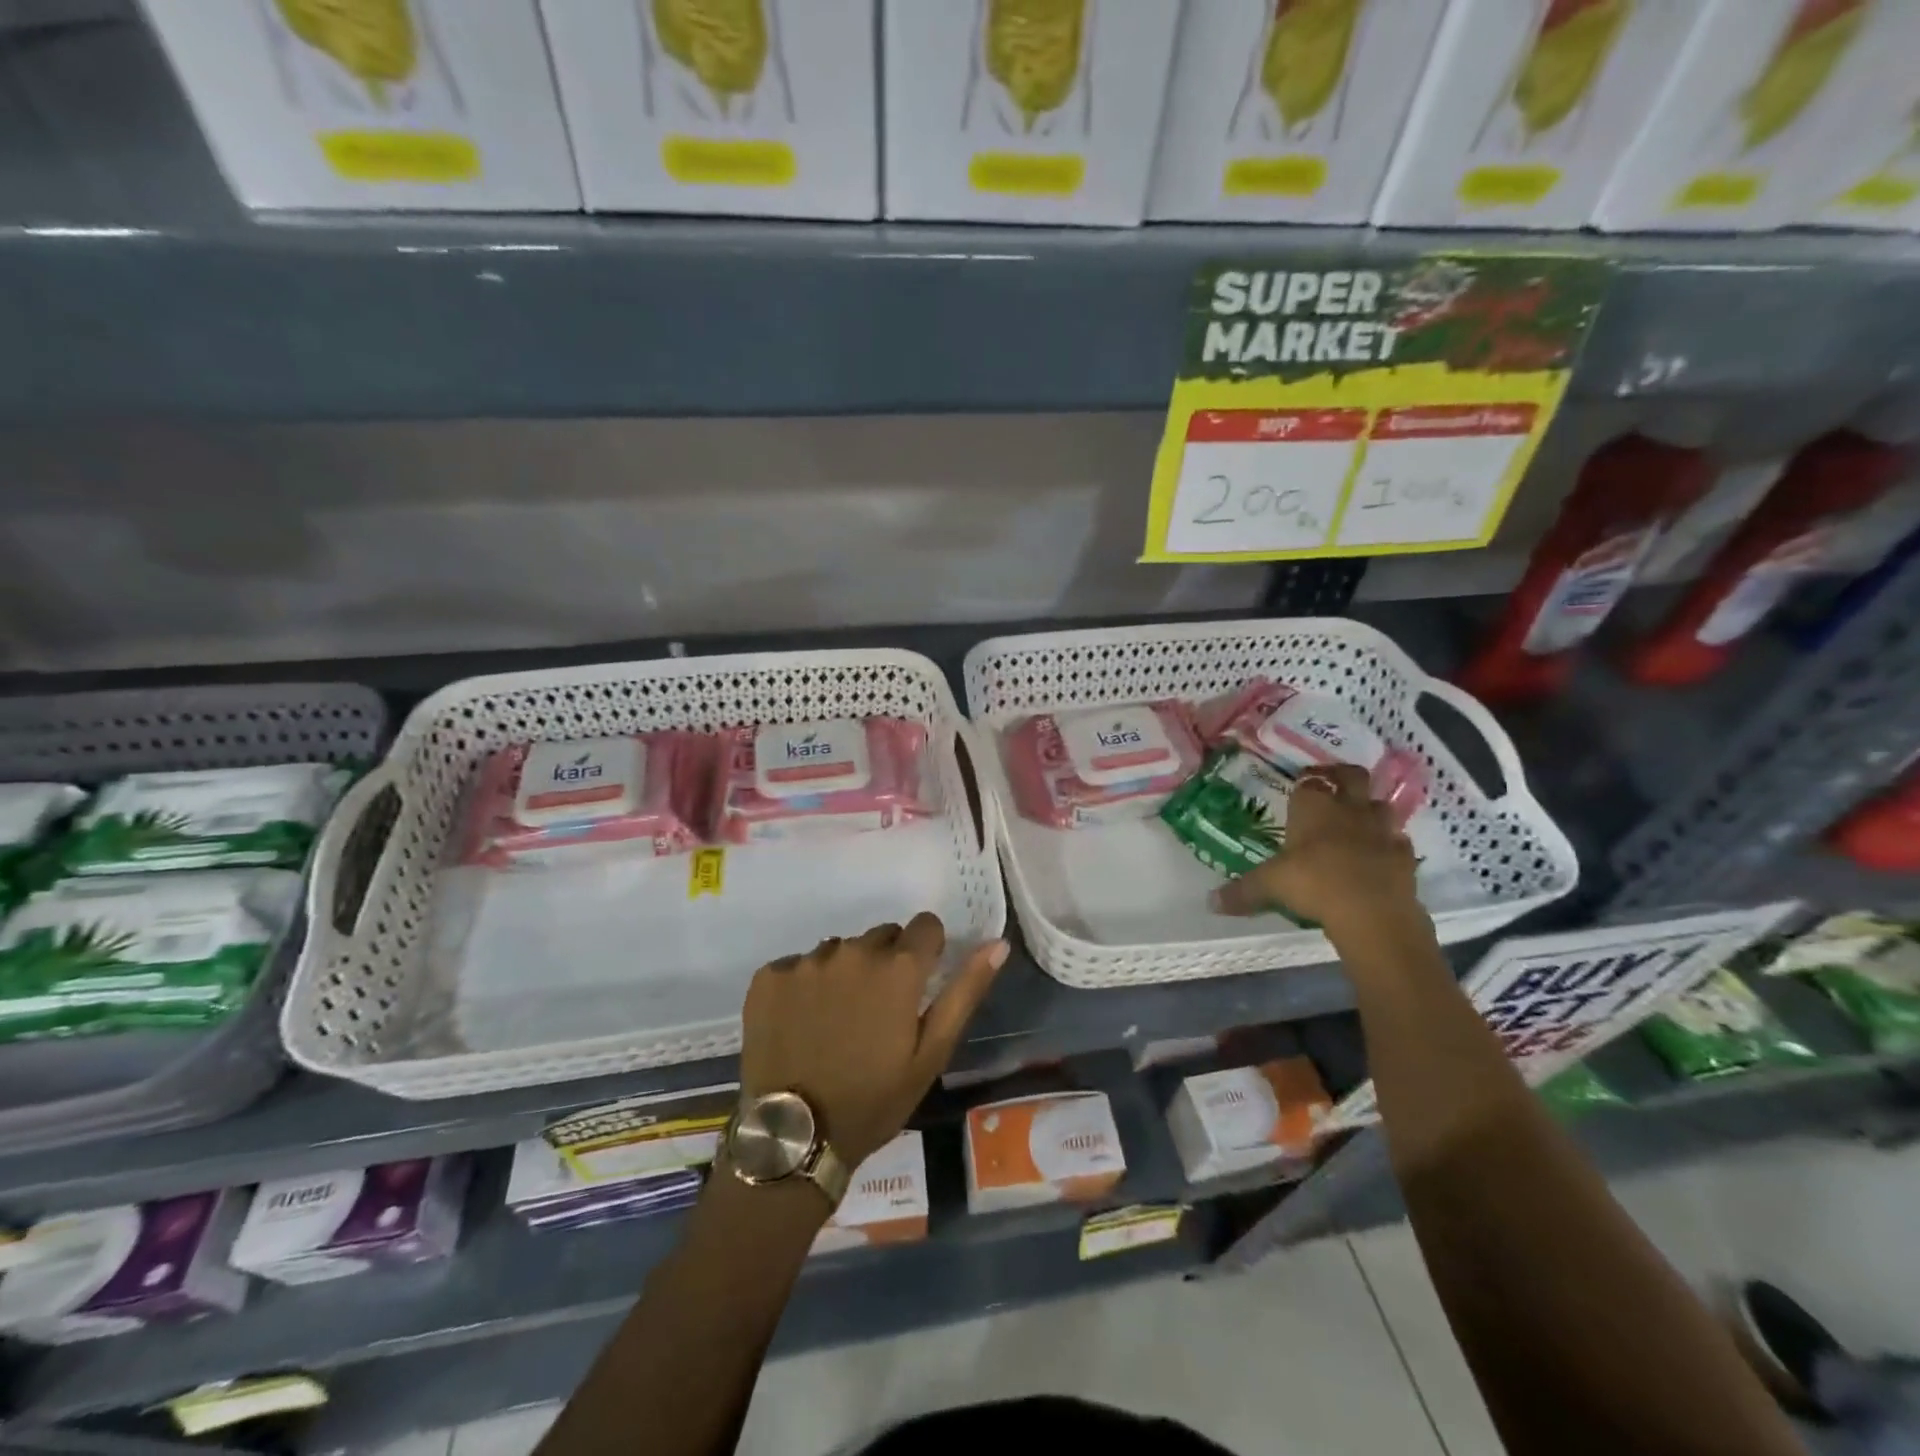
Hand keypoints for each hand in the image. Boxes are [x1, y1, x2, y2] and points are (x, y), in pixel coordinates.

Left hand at [740, 914, 1009, 1168]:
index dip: (928, 951)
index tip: (918, 983)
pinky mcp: (769, 976)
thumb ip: (965, 991)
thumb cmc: (874, 1099)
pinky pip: (799, 965)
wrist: (794, 1138)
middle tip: (877, 1013)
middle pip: (881, 937)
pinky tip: (802, 1023)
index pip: (925, 926)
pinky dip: (804, 986)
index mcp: (897, 968)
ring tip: (837, 1021)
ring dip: (845, 973)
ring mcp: (806, 962)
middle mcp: (852, 951)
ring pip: (840, 950)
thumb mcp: (932, 1053)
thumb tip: (996, 943)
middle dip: (886, 964)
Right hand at [1212, 763, 1424, 939]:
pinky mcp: (1404, 856)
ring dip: (1370, 809)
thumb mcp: (1269, 886)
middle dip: (1343, 777)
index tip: (1302, 784)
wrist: (1372, 911)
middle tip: (1333, 786)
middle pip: (1352, 776)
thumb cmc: (1313, 883)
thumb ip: (1242, 892)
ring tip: (1357, 821)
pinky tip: (1379, 857)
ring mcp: (1381, 830)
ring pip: (1380, 805)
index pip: (1310, 781)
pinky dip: (1390, 845)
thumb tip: (1211, 902)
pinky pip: (1398, 841)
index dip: (1307, 780)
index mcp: (1313, 807)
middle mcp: (1348, 809)